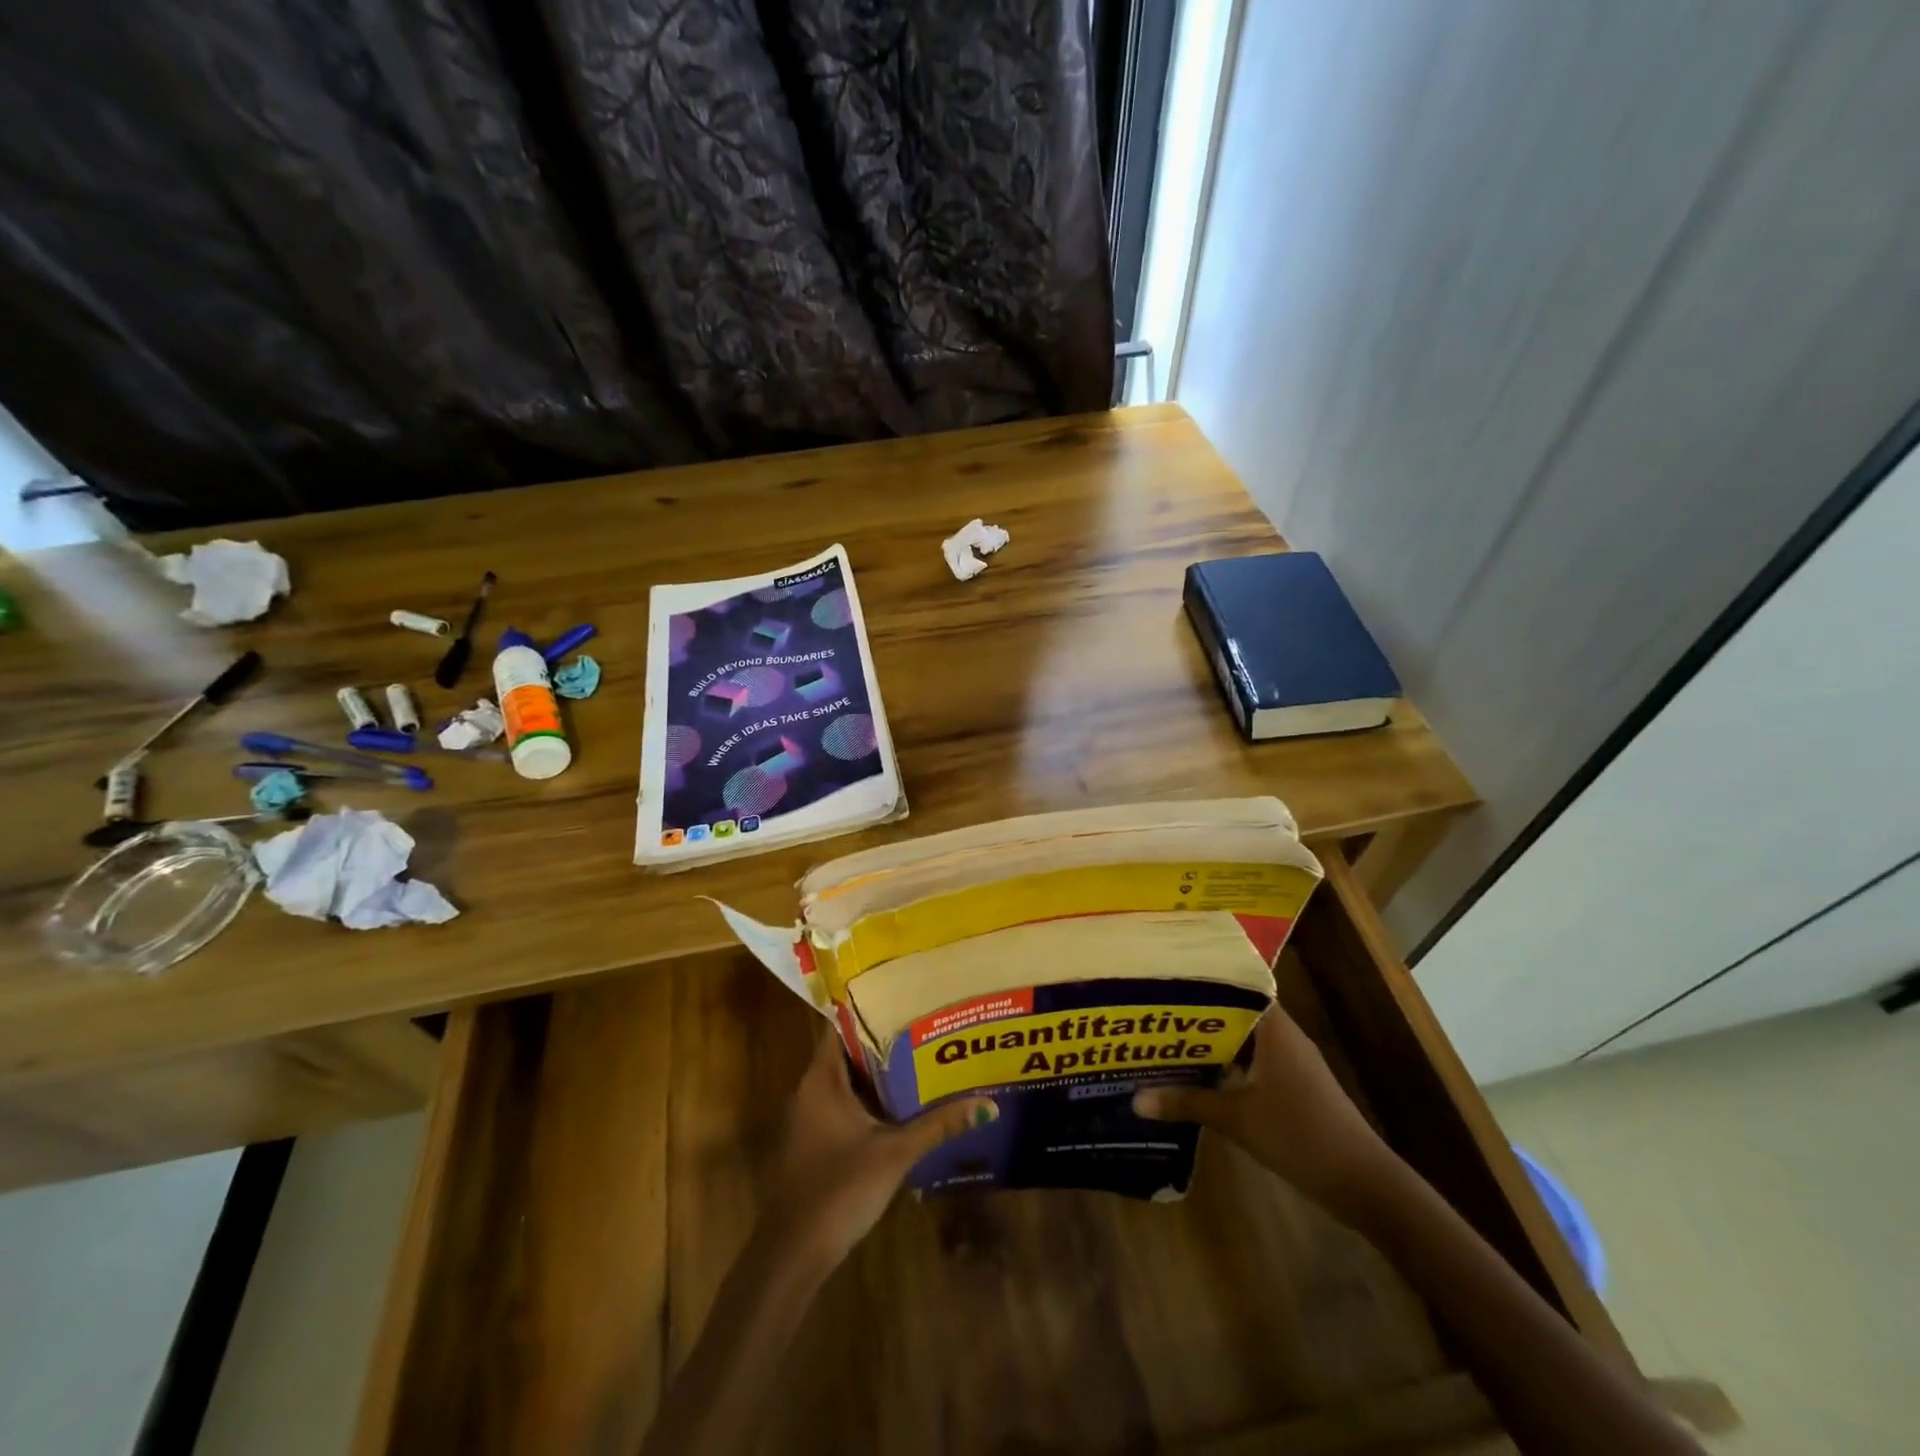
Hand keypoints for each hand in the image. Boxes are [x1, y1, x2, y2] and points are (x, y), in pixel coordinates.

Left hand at [764, 1029, 996, 1269]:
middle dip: (884, 1041)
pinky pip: (842, 1104)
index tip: (904, 996)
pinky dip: (868, 1099)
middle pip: (848, 1052)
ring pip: (846, 1081)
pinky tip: (901, 1104)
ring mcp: (809, 1117)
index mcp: (822, 1079)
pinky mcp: (814, 1141)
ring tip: (922, 1056)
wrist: (793, 1254)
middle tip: (925, 1026)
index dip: (870, 1008)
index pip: (841, 1026)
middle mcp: (810, 1089)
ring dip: (878, 1073)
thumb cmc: (840, 1189)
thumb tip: (988, 1104)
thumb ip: (939, 1125)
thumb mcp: (896, 1153)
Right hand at [1133, 1005, 1399, 1215]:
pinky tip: (1198, 1077)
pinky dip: (1227, 1066)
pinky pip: (1252, 1064)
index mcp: (1274, 1028)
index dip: (1203, 980)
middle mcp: (1283, 1037)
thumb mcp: (1236, 1119)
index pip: (1236, 985)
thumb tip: (1135, 1098)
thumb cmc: (1300, 1134)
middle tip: (1153, 1010)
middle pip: (1235, 1013)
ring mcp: (1291, 1064)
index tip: (1167, 977)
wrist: (1363, 1184)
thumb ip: (1186, 1103)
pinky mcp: (1294, 1088)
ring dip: (1211, 1043)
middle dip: (1197, 1014)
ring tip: (1165, 1040)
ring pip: (1243, 1041)